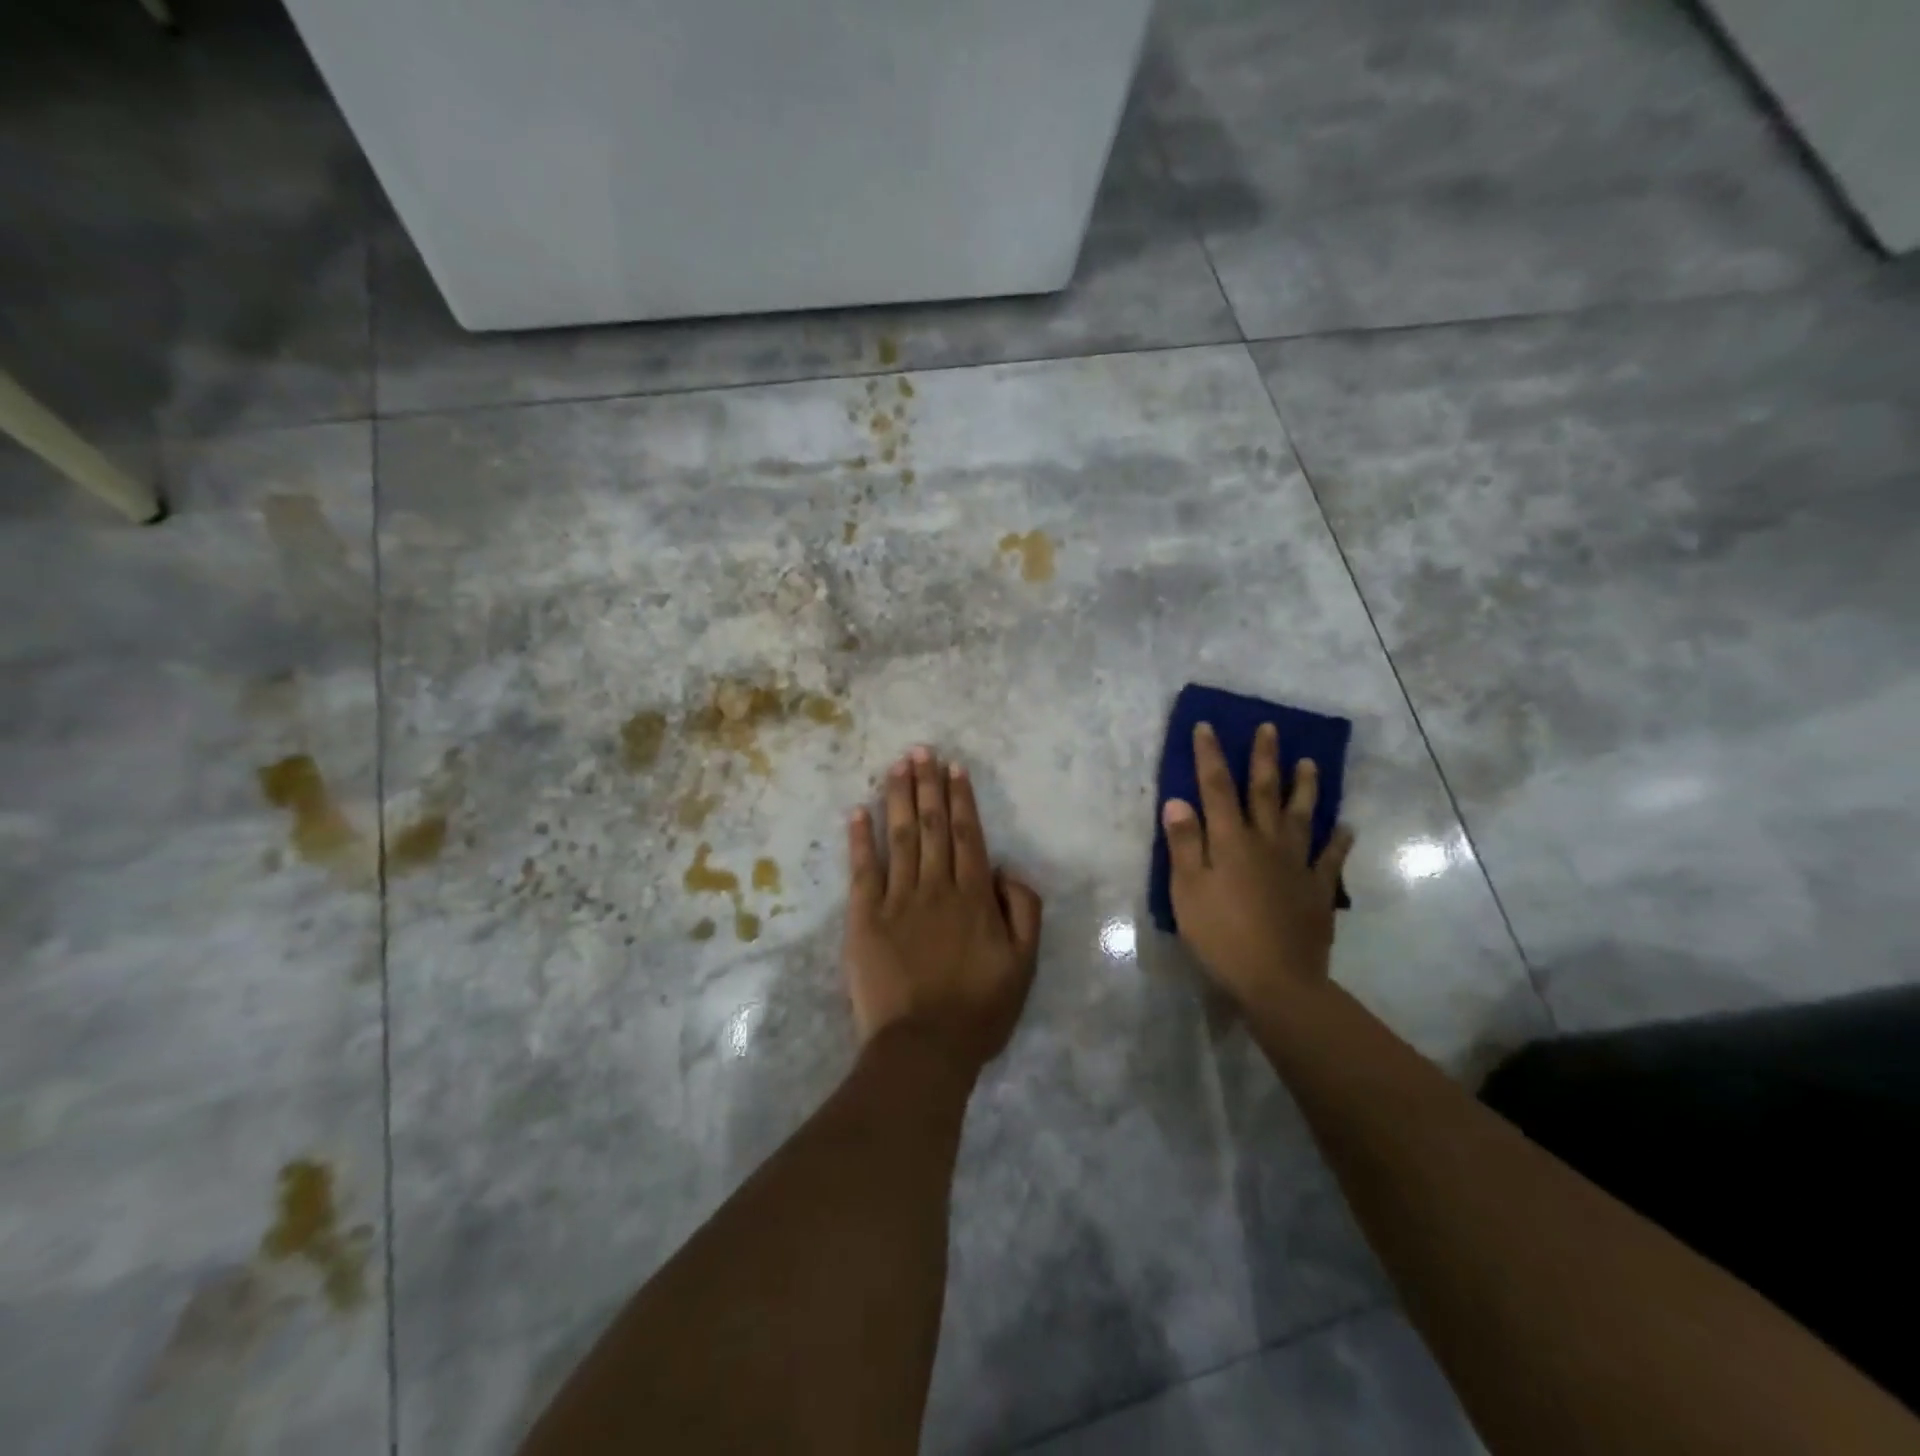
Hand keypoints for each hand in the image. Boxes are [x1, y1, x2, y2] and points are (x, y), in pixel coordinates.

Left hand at [844, 747, 1043, 1072]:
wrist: (923, 1047)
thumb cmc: (979, 1009)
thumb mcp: (1025, 964)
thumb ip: (1023, 910)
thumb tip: (1005, 869)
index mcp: (974, 896)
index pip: (966, 836)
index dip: (960, 799)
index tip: (953, 768)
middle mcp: (935, 887)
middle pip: (931, 826)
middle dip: (927, 785)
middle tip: (921, 751)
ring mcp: (897, 900)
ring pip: (899, 837)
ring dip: (898, 798)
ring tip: (896, 765)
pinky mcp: (864, 918)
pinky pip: (863, 870)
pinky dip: (860, 838)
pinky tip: (857, 811)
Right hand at [1163, 721, 1354, 1011]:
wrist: (1277, 980)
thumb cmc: (1221, 935)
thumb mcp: (1187, 890)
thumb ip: (1184, 843)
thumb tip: (1178, 800)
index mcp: (1231, 841)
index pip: (1216, 788)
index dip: (1210, 756)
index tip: (1207, 726)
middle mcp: (1266, 842)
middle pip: (1264, 792)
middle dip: (1264, 758)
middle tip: (1270, 728)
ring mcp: (1297, 865)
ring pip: (1302, 816)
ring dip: (1304, 787)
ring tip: (1309, 763)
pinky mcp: (1318, 890)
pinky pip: (1331, 858)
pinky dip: (1339, 840)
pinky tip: (1346, 827)